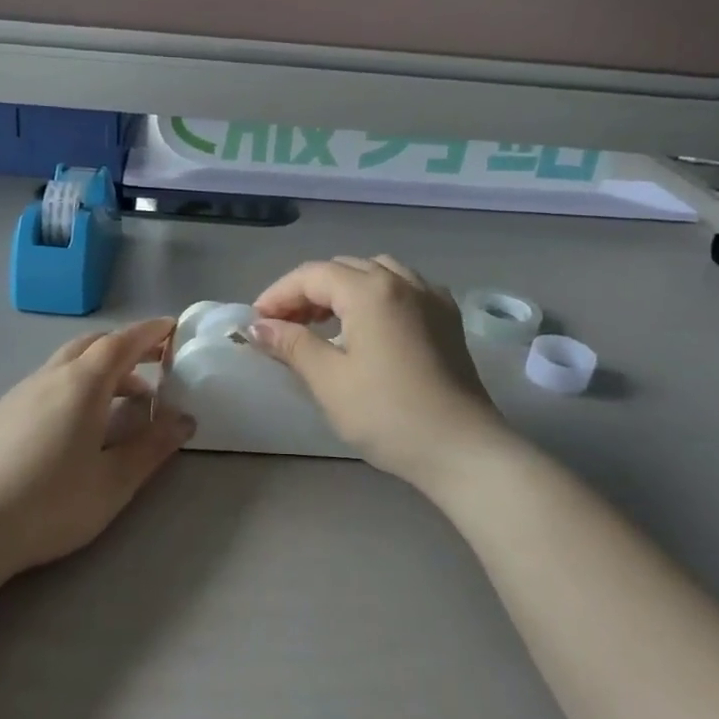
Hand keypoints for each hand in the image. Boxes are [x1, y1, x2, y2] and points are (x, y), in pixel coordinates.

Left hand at [0, 319, 194, 579]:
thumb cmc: (50, 505)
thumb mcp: (114, 483)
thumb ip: (152, 447)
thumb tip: (184, 420)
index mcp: (81, 386)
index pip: (121, 343)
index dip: (149, 333)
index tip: (171, 327)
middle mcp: (47, 378)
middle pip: (90, 345)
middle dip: (125, 347)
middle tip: (153, 364)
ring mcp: (14, 395)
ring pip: (63, 366)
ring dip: (97, 372)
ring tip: (118, 404)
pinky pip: (40, 388)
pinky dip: (67, 390)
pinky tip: (67, 430)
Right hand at [249, 256, 512, 491]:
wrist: (462, 449)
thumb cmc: (388, 414)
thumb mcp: (329, 380)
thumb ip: (291, 344)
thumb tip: (257, 327)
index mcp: (371, 290)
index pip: (312, 275)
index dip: (278, 294)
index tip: (256, 323)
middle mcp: (403, 281)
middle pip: (344, 269)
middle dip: (308, 291)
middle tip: (284, 325)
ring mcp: (432, 298)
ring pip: (377, 273)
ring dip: (343, 290)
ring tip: (324, 323)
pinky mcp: (448, 320)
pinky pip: (404, 289)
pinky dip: (376, 296)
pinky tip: (370, 326)